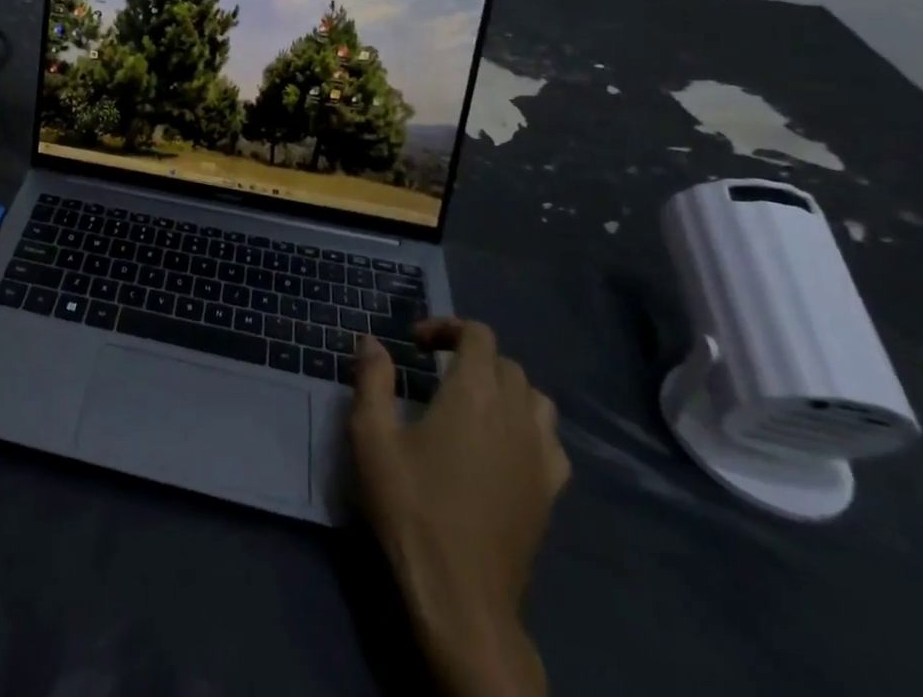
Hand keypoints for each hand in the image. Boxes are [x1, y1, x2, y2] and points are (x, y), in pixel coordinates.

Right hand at [349, 319, 569, 696]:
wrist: (460, 595)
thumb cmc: (411, 506)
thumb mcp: (372, 436)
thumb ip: (372, 379)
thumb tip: (371, 341)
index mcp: (473, 393)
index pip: (478, 335)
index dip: (447, 327)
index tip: (415, 345)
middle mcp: (514, 413)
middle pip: (506, 362)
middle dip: (471, 354)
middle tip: (435, 370)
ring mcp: (539, 454)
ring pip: (534, 397)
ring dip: (504, 386)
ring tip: (473, 401)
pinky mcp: (550, 491)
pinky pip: (551, 439)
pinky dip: (530, 426)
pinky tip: (504, 444)